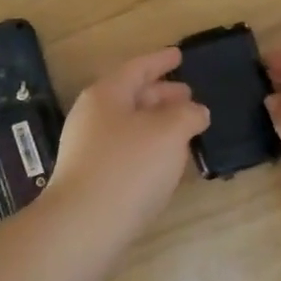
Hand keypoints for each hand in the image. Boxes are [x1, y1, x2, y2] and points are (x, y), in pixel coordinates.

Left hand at [46, 47, 209, 243]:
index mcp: (107, 94)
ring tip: (184, 128)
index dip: (161, 60)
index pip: (138, 67)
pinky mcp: (92, 178)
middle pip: (131, 96)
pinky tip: (166, 161)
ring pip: (129, 125)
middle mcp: (93, 116)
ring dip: (157, 123)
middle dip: (162, 94)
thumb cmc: (129, 167)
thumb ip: (187, 115)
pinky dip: (148, 147)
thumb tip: (196, 111)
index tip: (179, 54)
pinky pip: (125, 150)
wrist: (84, 226)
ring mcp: (88, 148)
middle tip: (189, 95)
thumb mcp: (169, 132)